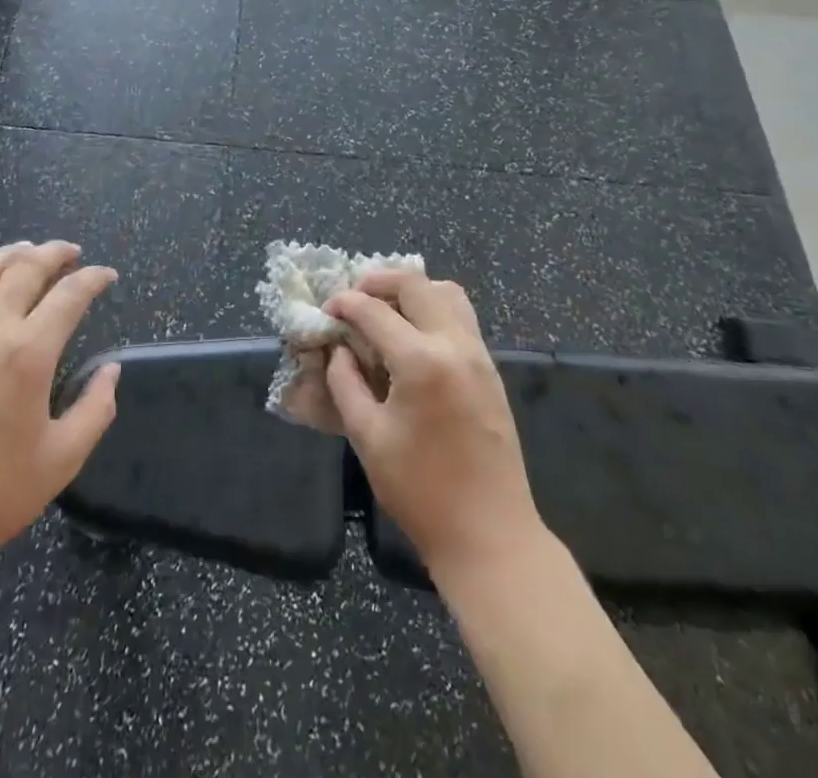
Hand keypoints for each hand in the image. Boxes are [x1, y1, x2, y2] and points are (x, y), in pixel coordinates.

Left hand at [0, 241, 120, 585]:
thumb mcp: (61, 460)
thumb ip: (96, 409)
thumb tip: (111, 371)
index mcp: (29, 353)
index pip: (70, 295)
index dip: (94, 278)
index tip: (108, 276)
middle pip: (25, 268)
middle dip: (55, 253)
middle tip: (72, 252)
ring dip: (10, 254)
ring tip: (27, 250)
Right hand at [325, 271, 544, 586]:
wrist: (491, 535)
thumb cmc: (421, 491)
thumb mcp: (368, 437)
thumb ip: (346, 383)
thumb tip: (339, 348)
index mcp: (421, 361)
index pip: (374, 311)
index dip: (344, 303)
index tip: (326, 310)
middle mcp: (455, 344)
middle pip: (415, 284)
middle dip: (377, 281)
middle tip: (353, 298)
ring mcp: (479, 354)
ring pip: (446, 292)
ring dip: (411, 290)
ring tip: (384, 309)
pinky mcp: (490, 369)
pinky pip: (461, 316)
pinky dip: (433, 308)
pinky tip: (412, 335)